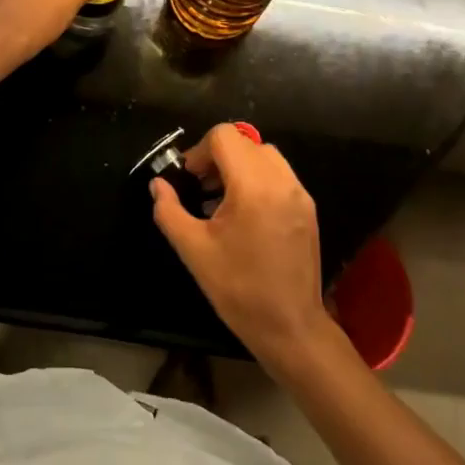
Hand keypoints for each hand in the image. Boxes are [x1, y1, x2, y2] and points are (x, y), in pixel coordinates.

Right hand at [149, 124, 332, 370]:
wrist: (290, 328)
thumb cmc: (238, 289)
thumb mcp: (193, 250)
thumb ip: (169, 211)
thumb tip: (157, 185)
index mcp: (253, 188)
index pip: (225, 137)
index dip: (200, 150)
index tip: (189, 178)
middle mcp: (282, 182)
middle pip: (245, 142)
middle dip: (218, 157)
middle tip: (201, 188)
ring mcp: (300, 194)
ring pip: (265, 155)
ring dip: (239, 165)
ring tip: (221, 199)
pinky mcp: (308, 208)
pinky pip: (280, 175)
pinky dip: (258, 179)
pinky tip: (244, 213)